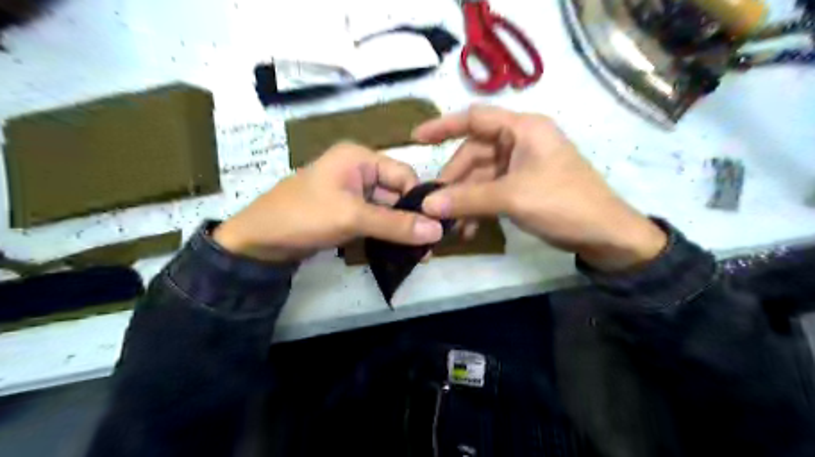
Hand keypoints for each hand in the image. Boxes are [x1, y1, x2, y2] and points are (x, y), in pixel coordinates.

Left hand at [213, 144, 442, 261]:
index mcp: (359, 158)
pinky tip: (400, 251)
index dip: (418, 199)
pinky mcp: (348, 213)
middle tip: (430, 246)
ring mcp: (353, 193)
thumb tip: (438, 231)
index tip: (434, 226)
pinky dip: (387, 234)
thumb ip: (396, 224)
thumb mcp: (352, 218)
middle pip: (397, 192)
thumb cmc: (304, 216)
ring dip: (401, 229)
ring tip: (420, 254)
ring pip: (387, 209)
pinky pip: (375, 220)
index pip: (403, 174)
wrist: (259, 242)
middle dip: (412, 218)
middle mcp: (359, 171)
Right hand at [412, 107, 664, 271]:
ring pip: (480, 176)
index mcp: (522, 129)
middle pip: (474, 153)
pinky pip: (490, 191)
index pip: (475, 118)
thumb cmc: (563, 202)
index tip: (416, 139)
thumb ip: (468, 199)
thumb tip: (427, 204)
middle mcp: (519, 141)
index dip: (443, 126)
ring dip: (464, 199)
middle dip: (454, 180)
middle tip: (435, 204)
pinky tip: (467, 228)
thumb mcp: (512, 197)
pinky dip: (477, 207)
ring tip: (450, 223)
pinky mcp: (522, 185)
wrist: (604, 234)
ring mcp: (520, 165)